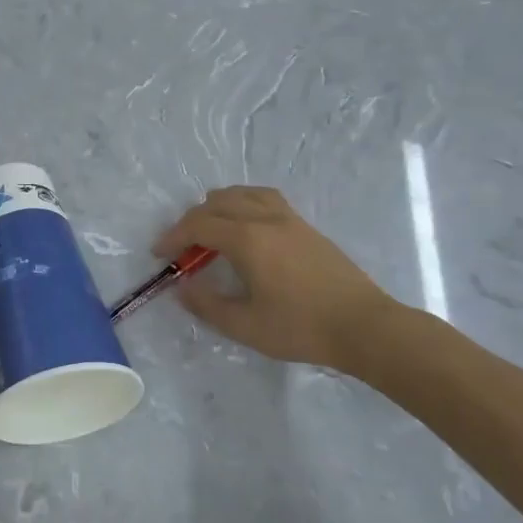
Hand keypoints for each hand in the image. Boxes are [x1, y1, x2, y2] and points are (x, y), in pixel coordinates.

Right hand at [153, 187, 405, 376]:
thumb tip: (182, 287)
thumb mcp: (244, 325)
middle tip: (181, 247)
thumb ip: (207, 304)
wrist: (363, 326)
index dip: (173, 236)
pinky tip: (246, 226)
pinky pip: (265, 198)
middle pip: (217, 203)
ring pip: (243, 193)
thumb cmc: (301, 328)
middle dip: (191, 221)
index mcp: (247, 239)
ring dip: (218, 206)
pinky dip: (243, 203)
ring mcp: (289, 219)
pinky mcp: (306, 226)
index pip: (198, 225)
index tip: (159, 254)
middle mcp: (265, 218)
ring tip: (210, 228)